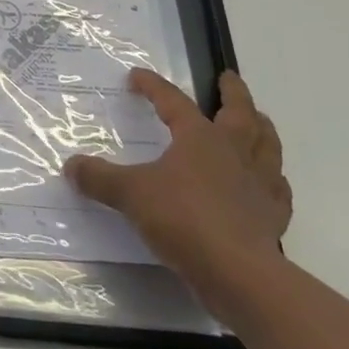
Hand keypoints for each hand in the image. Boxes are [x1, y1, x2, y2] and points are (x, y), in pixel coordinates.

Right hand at [66, 69, 291, 320]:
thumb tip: (70, 165)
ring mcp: (259, 183)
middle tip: (228, 78)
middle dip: (233, 92)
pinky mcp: (273, 216)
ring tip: (258, 120)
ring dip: (262, 128)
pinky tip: (269, 183)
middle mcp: (234, 151)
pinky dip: (273, 180)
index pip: (173, 101)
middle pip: (240, 112)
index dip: (153, 86)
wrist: (238, 272)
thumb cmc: (182, 219)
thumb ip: (100, 178)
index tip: (136, 76)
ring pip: (267, 144)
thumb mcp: (130, 194)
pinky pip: (277, 189)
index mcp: (200, 137)